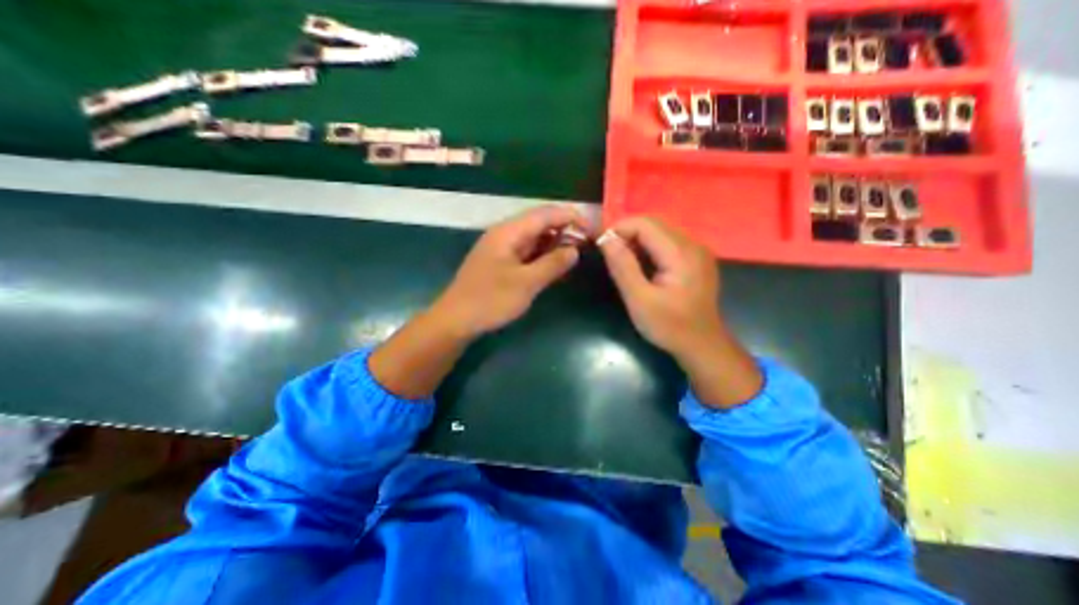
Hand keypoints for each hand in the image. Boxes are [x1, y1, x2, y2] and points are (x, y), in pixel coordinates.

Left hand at [432, 205, 587, 338]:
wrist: (456, 319)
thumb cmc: (490, 300)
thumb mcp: (526, 283)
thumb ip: (552, 264)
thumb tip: (574, 250)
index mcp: (509, 232)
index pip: (545, 214)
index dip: (571, 217)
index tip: (592, 229)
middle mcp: (505, 233)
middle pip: (540, 222)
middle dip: (565, 228)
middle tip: (587, 242)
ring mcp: (502, 247)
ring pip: (534, 236)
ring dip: (555, 241)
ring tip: (576, 250)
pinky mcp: (501, 261)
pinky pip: (527, 250)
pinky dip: (543, 253)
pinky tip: (555, 261)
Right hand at [600, 218, 722, 356]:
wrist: (702, 345)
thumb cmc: (669, 326)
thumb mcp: (639, 300)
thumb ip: (623, 266)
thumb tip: (605, 239)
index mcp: (680, 253)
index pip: (645, 224)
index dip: (619, 229)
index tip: (601, 246)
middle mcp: (693, 244)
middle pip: (653, 224)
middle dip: (627, 234)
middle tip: (609, 255)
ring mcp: (697, 251)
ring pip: (660, 232)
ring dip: (637, 241)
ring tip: (623, 262)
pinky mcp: (696, 259)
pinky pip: (668, 243)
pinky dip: (649, 249)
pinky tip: (642, 267)